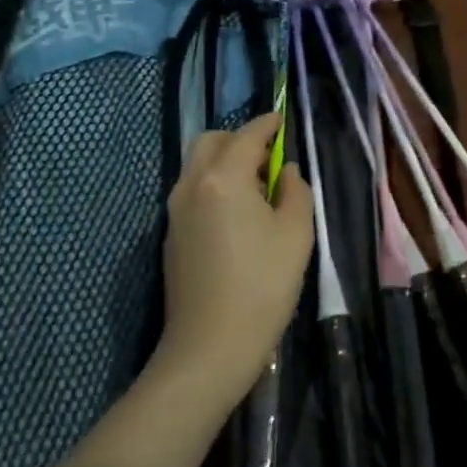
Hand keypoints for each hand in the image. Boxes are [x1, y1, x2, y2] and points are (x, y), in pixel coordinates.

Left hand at [158, 113, 314, 406]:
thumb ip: (295, 191)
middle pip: (211, 141)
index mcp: (222, 178)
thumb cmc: (262, 286)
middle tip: (268, 159)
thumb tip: (285, 172)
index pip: (246, 135)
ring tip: (256, 189)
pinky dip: (213, 186)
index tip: (282, 119)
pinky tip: (236, 215)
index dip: (267, 124)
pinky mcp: (170, 236)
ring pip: (196, 166)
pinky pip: (192, 192)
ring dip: (224, 163)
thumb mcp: (295, 234)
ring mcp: (174, 211)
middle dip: (239, 139)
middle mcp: (190, 185)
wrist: (209, 346)